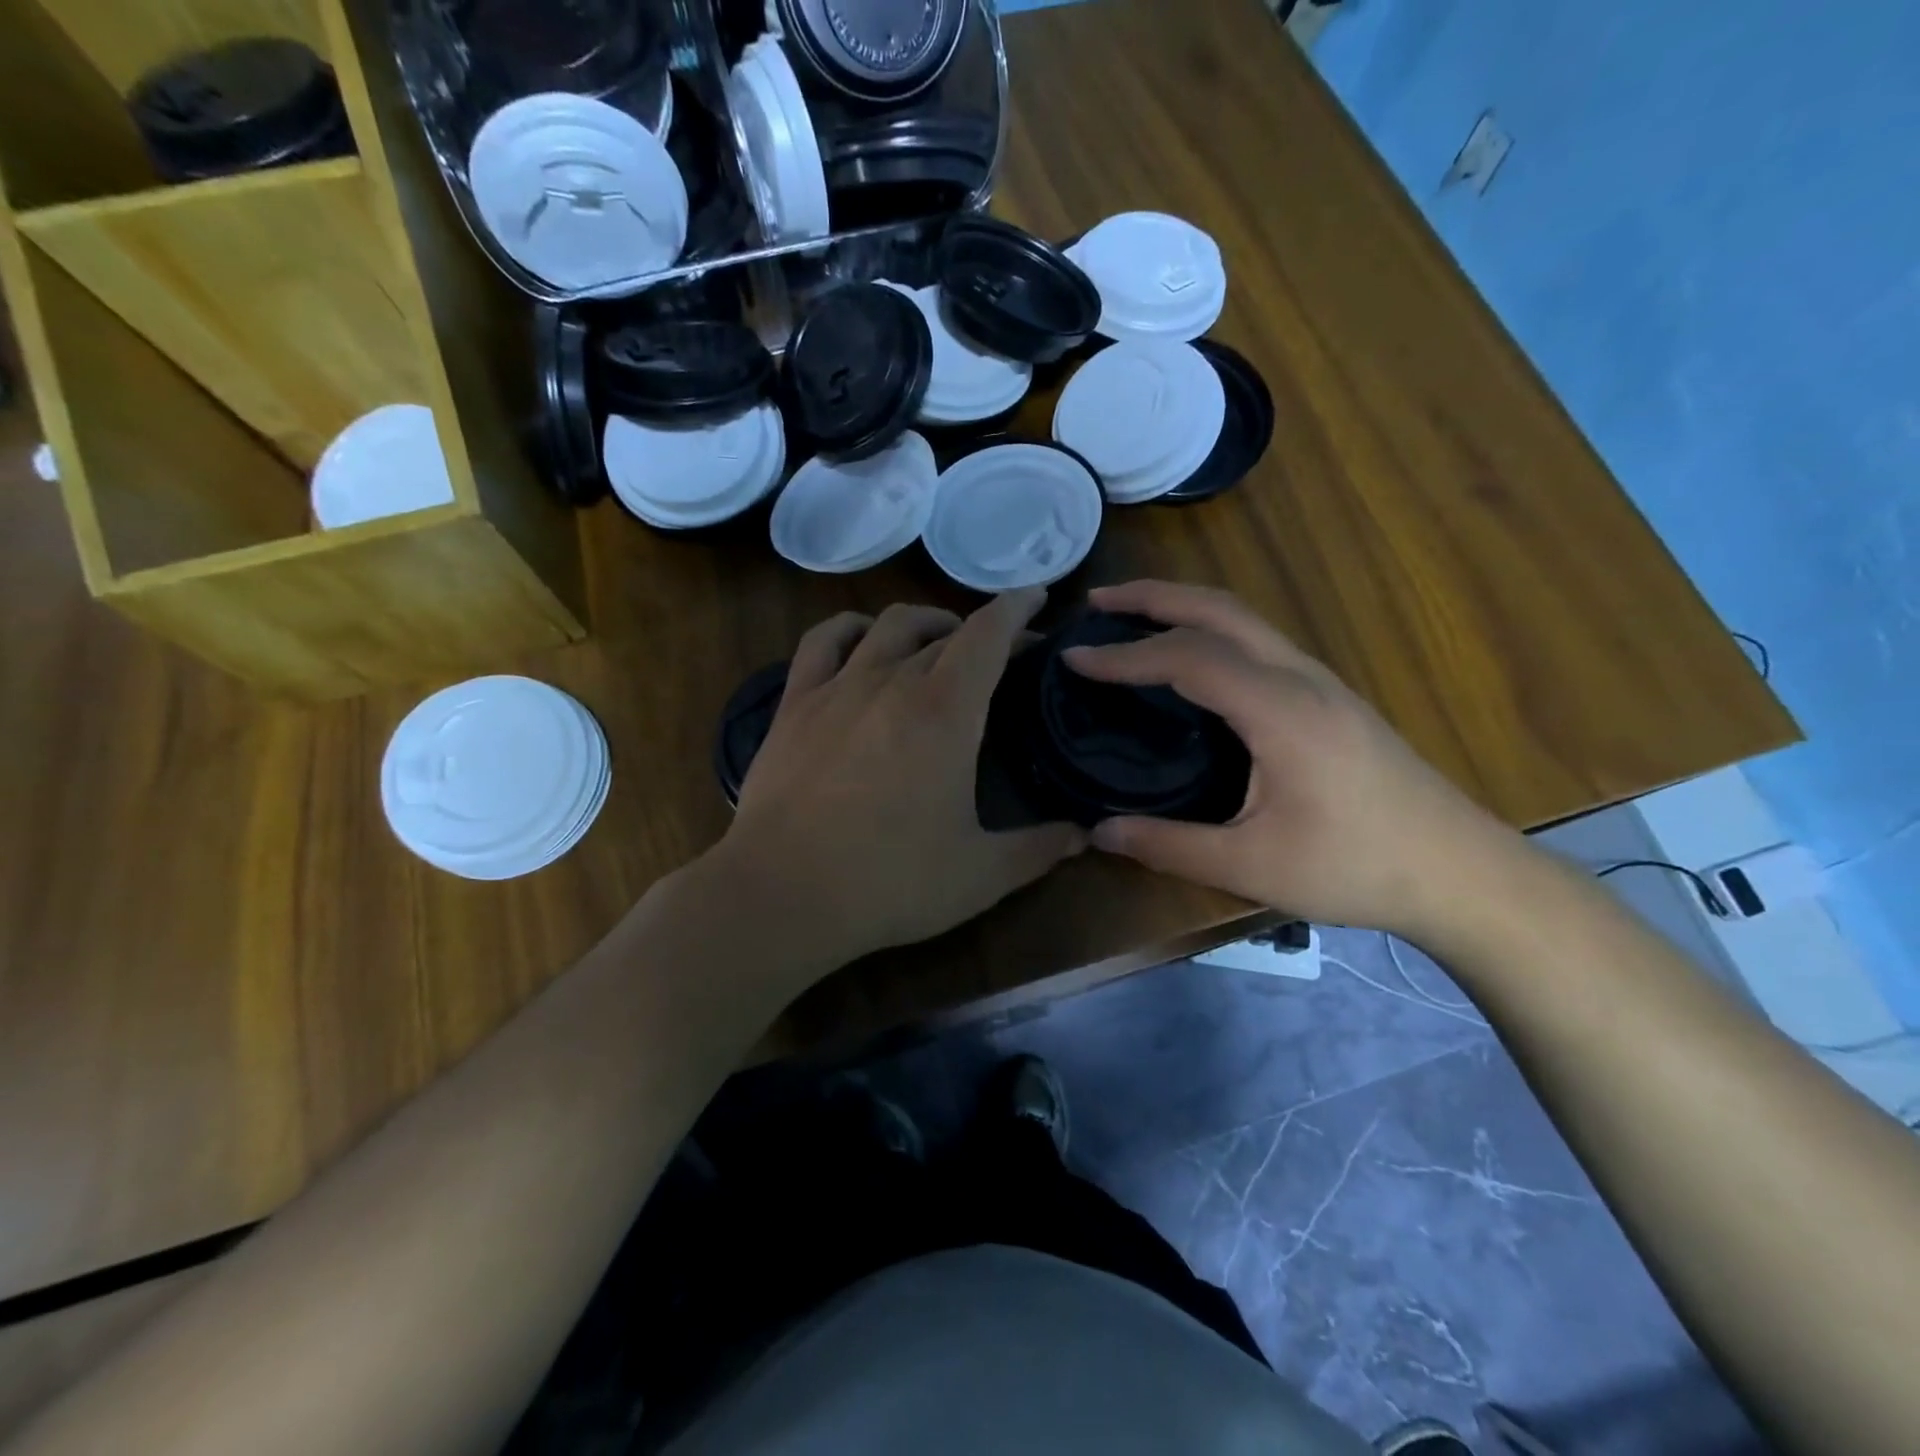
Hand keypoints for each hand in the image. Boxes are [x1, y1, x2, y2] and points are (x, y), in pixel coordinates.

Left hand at [715, 589, 1086, 971]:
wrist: (782, 894)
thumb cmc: (889, 881)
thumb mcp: (981, 874)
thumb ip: (1039, 849)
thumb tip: (1083, 834)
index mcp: (946, 711)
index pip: (988, 634)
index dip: (1017, 608)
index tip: (1037, 597)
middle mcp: (893, 681)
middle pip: (945, 632)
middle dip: (982, 631)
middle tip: (1002, 654)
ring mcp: (838, 687)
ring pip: (888, 626)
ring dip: (924, 622)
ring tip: (939, 640)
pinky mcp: (795, 704)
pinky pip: (824, 641)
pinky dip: (851, 629)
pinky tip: (862, 641)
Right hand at [1064, 581, 1523, 942]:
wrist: (1461, 871)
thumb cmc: (1357, 868)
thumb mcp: (1252, 864)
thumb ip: (1170, 845)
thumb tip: (1099, 832)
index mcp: (1280, 709)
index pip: (1188, 657)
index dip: (1125, 654)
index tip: (1074, 656)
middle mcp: (1300, 678)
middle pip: (1220, 609)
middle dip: (1154, 596)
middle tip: (1098, 601)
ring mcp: (1321, 681)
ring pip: (1244, 618)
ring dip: (1184, 606)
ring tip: (1133, 616)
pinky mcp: (1329, 696)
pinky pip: (1259, 640)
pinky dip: (1210, 630)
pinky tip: (1191, 658)